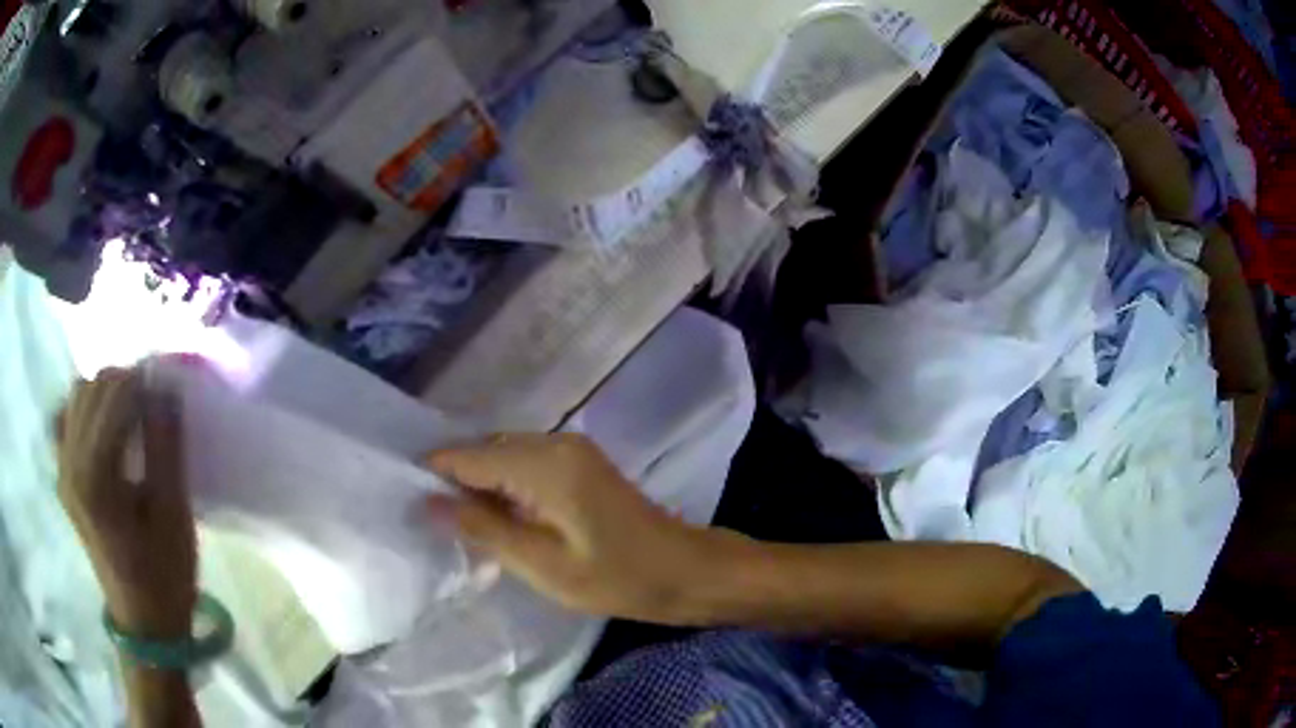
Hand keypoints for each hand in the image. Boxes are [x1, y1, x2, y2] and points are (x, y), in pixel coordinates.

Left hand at [57, 368, 196, 640]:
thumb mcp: (174, 514)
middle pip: (91, 388)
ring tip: (129, 416)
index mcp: (95, 475)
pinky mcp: (62, 479)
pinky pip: (65, 420)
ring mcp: (61, 470)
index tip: (167, 391)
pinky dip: (84, 411)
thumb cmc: (165, 575)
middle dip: (124, 383)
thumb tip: (165, 387)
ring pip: (76, 397)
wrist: (144, 624)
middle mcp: (69, 463)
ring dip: (104, 394)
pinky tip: (102, 430)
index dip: (143, 382)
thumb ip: (165, 445)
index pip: (114, 395)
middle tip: (152, 404)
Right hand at [426, 433, 720, 623]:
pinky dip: (506, 486)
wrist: (684, 570)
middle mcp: (555, 442)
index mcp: (544, 463)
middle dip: (456, 482)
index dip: (434, 475)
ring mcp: (571, 449)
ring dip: (481, 485)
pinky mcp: (580, 463)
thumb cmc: (616, 577)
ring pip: (504, 457)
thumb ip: (483, 528)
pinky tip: (498, 518)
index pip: (468, 456)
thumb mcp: (542, 565)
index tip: (405, 499)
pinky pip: (526, 464)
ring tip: (459, 525)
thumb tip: (427, 501)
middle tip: (431, 521)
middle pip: (485, 451)